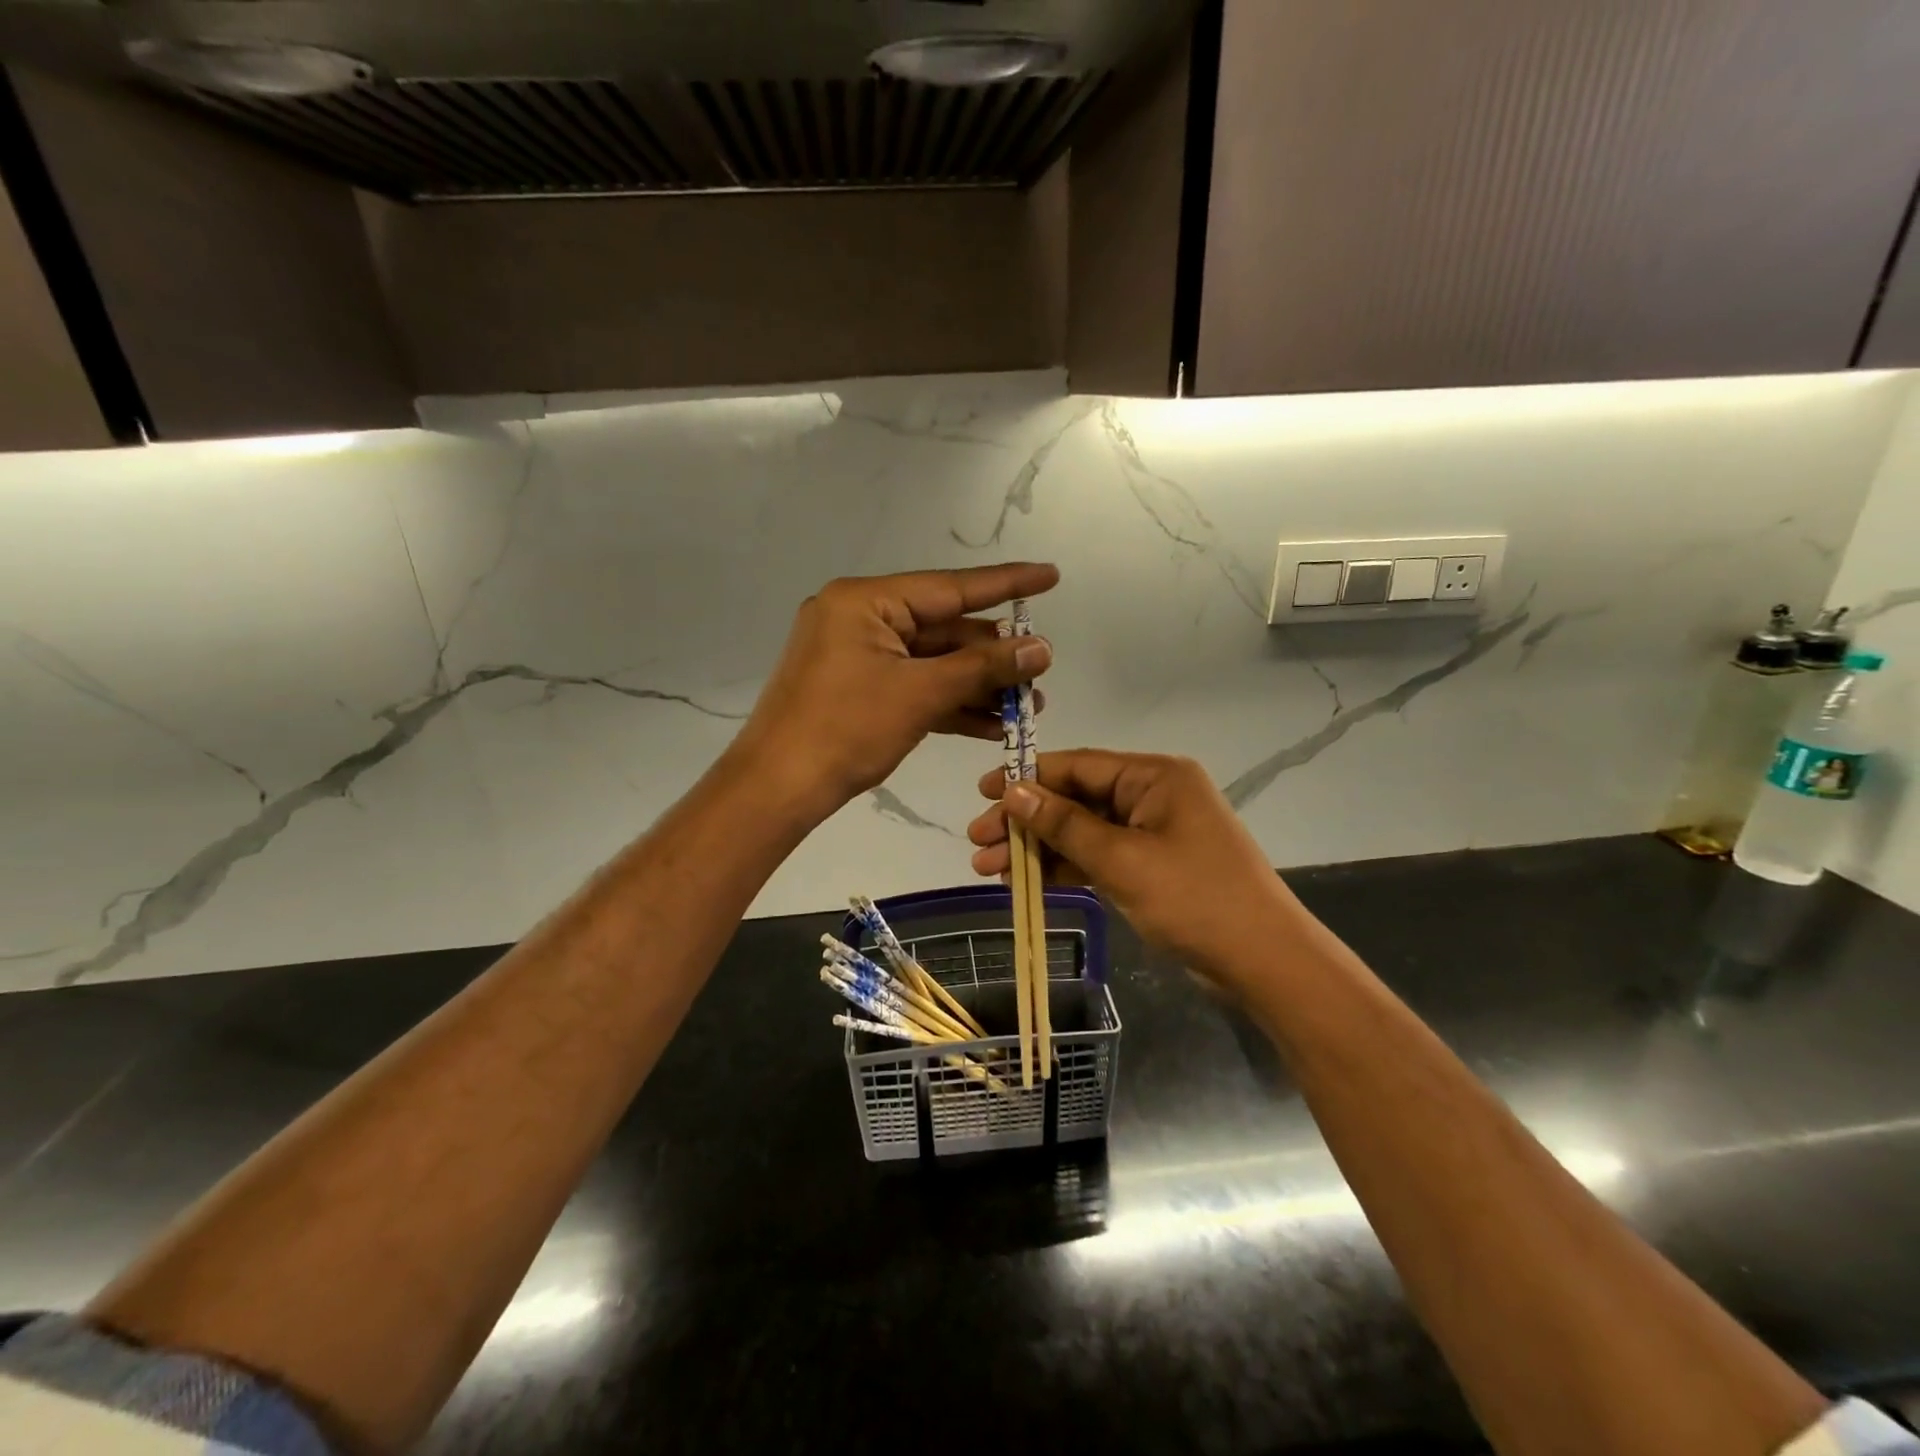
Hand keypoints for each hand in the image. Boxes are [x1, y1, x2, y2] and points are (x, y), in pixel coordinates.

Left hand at [731, 563, 1057, 821]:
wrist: (778, 789)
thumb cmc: (845, 730)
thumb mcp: (920, 694)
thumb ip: (983, 668)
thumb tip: (1041, 649)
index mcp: (865, 601)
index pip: (950, 587)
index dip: (1007, 584)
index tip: (1051, 575)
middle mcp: (860, 618)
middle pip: (943, 629)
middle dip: (994, 656)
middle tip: (1042, 671)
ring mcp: (857, 655)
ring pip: (932, 662)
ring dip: (977, 685)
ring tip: (1029, 705)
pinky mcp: (858, 689)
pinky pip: (913, 686)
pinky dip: (949, 703)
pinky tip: (992, 724)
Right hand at [968, 749, 1302, 994]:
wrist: (1264, 962)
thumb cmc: (1195, 899)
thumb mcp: (1122, 859)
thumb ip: (1064, 824)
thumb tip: (1013, 791)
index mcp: (1155, 776)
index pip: (1078, 766)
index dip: (1027, 777)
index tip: (982, 793)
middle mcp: (1153, 796)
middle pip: (1075, 799)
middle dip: (1025, 820)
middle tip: (977, 841)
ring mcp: (1152, 833)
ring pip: (1082, 832)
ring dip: (1038, 848)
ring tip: (988, 869)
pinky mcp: (1151, 867)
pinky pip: (1098, 857)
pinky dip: (1064, 868)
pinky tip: (1025, 882)